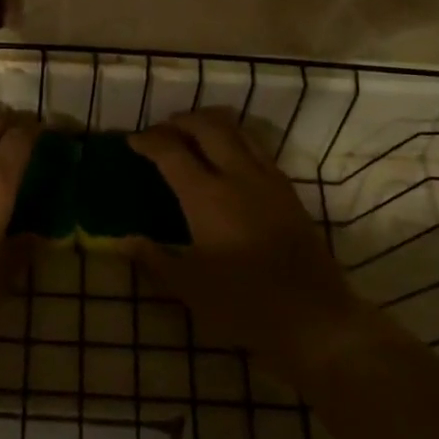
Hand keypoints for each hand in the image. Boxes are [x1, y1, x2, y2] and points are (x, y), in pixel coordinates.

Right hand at [129, 110, 363, 375]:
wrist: (315, 318)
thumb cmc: (243, 304)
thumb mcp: (188, 288)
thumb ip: (154, 259)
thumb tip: (124, 241)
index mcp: (206, 196)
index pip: (170, 151)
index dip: (148, 140)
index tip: (132, 142)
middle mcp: (237, 176)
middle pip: (207, 126)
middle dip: (180, 121)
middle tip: (161, 132)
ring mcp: (268, 180)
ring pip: (238, 130)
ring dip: (210, 124)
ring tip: (192, 135)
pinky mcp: (289, 191)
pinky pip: (258, 148)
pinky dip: (235, 140)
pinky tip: (228, 161)